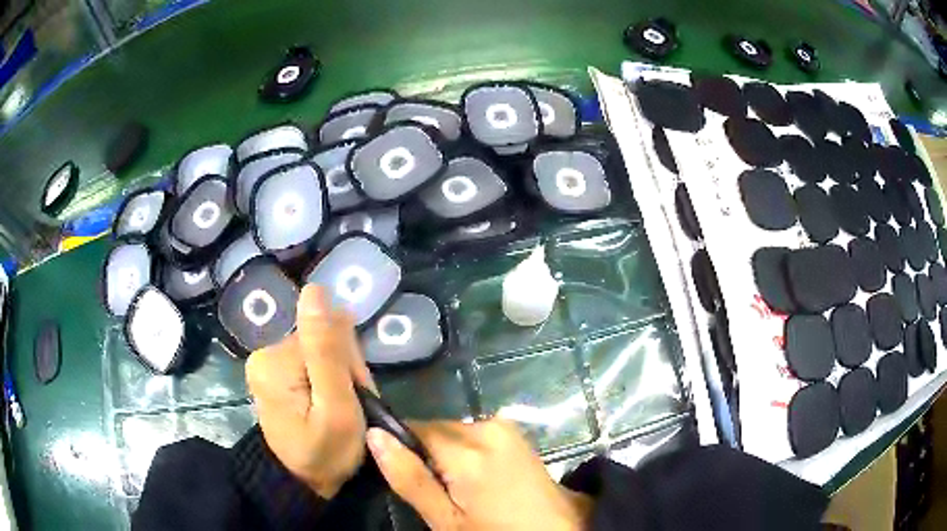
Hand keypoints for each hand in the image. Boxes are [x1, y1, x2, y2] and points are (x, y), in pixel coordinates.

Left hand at [245, 285, 374, 498]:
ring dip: (339, 376)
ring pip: (320, 352)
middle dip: (344, 371)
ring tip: (341, 410)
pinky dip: (328, 381)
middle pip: (321, 341)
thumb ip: (327, 350)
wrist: (302, 483)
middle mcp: (264, 354)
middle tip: (350, 408)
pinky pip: (310, 363)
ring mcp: (266, 363)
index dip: (350, 363)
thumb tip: (315, 289)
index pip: (327, 335)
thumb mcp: (335, 406)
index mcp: (274, 360)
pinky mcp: (273, 373)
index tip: (357, 395)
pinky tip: (330, 403)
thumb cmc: (325, 453)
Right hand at [367, 418, 592, 529]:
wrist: (559, 530)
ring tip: (463, 491)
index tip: (408, 478)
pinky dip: (467, 454)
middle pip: (434, 430)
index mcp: (467, 448)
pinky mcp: (515, 431)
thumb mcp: (446, 520)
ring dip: (447, 456)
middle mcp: (486, 425)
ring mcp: (504, 426)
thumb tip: (374, 435)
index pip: (412, 428)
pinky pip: (473, 435)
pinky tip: (481, 481)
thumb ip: (409, 478)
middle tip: (440, 494)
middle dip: (427, 456)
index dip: (402, 450)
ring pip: (452, 433)